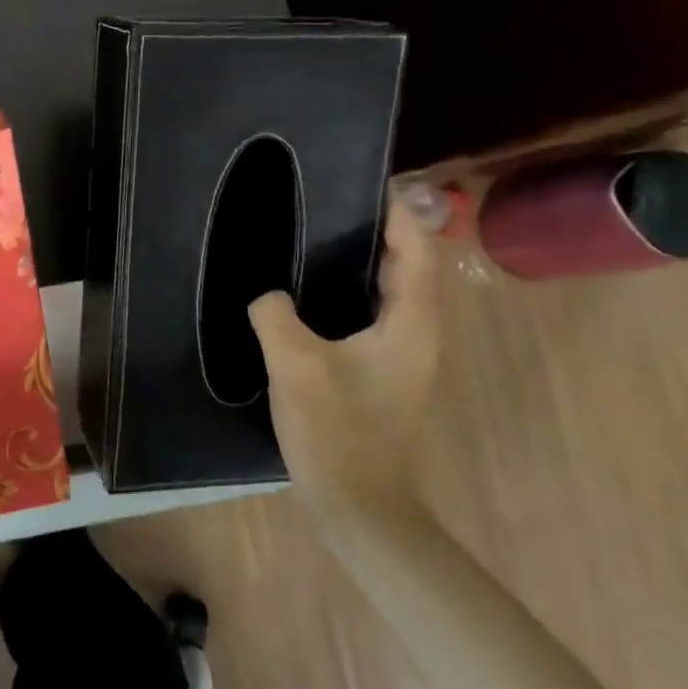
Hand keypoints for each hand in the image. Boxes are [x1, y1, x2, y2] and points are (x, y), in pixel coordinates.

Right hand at [247, 195, 442, 521]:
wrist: (358, 505)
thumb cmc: (336, 430)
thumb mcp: (294, 364)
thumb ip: (276, 315)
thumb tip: (269, 296)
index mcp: (410, 324)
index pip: (417, 251)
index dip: (399, 213)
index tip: (366, 183)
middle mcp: (418, 333)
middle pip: (410, 266)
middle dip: (381, 230)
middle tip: (332, 203)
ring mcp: (403, 355)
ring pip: (392, 291)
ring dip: (366, 260)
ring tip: (319, 236)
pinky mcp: (383, 372)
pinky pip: (375, 314)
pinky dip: (354, 290)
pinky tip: (312, 292)